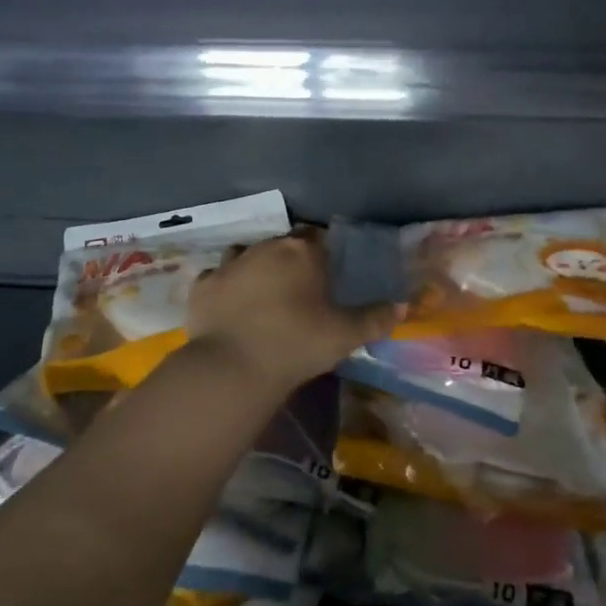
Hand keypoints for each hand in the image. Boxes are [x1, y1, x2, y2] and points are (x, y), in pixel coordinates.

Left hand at [185, 231, 398, 392]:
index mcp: (303, 252)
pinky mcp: (203, 285)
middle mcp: (266, 247)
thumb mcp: (345, 335)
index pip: (319, 237)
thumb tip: (403, 306)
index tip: (328, 274)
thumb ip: (376, 318)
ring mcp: (230, 263)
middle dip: (291, 260)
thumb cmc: (297, 344)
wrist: (233, 367)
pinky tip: (231, 305)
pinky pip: (218, 277)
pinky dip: (226, 286)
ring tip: (265, 294)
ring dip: (257, 267)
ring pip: (248, 254)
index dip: (324, 253)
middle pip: (283, 244)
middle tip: (300, 288)